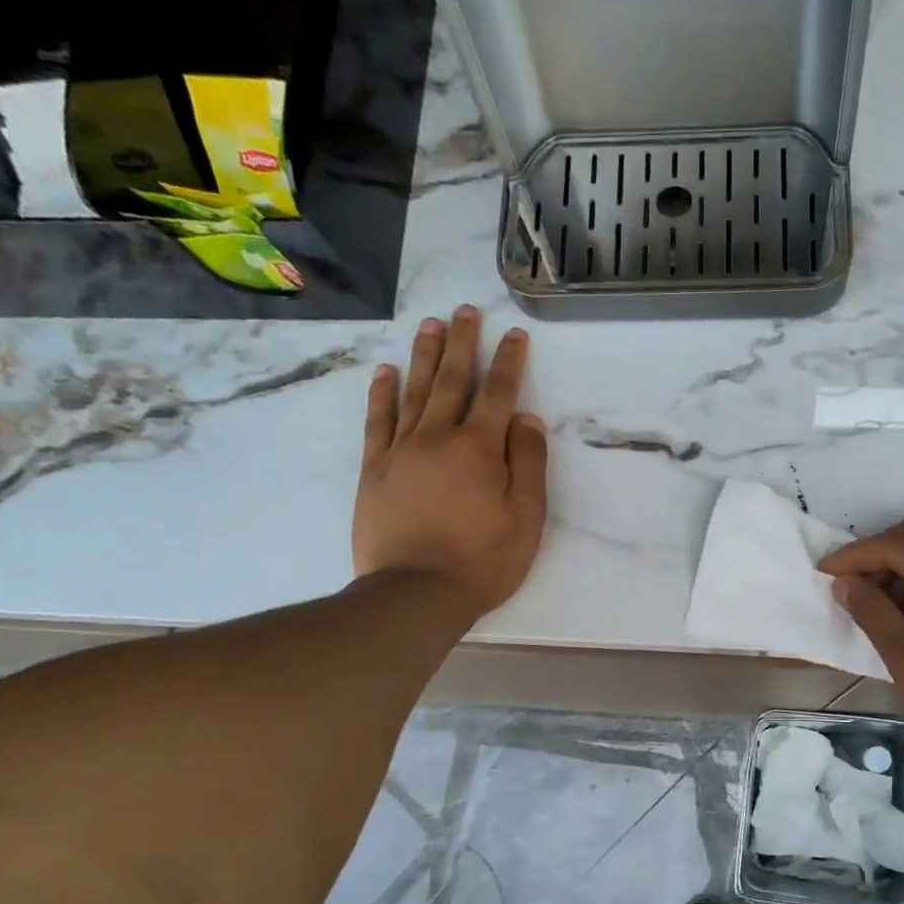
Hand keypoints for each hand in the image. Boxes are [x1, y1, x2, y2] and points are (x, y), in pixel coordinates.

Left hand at [353, 305, 549, 616]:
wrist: (415, 592)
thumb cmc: (482, 560)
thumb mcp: (526, 518)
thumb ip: (528, 463)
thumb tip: (526, 419)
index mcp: (480, 449)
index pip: (499, 394)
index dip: (509, 362)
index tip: (514, 334)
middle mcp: (438, 437)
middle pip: (452, 380)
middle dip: (462, 343)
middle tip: (465, 311)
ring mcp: (401, 450)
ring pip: (413, 392)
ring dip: (423, 356)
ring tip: (430, 326)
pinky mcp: (374, 469)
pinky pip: (378, 421)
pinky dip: (382, 394)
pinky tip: (385, 373)